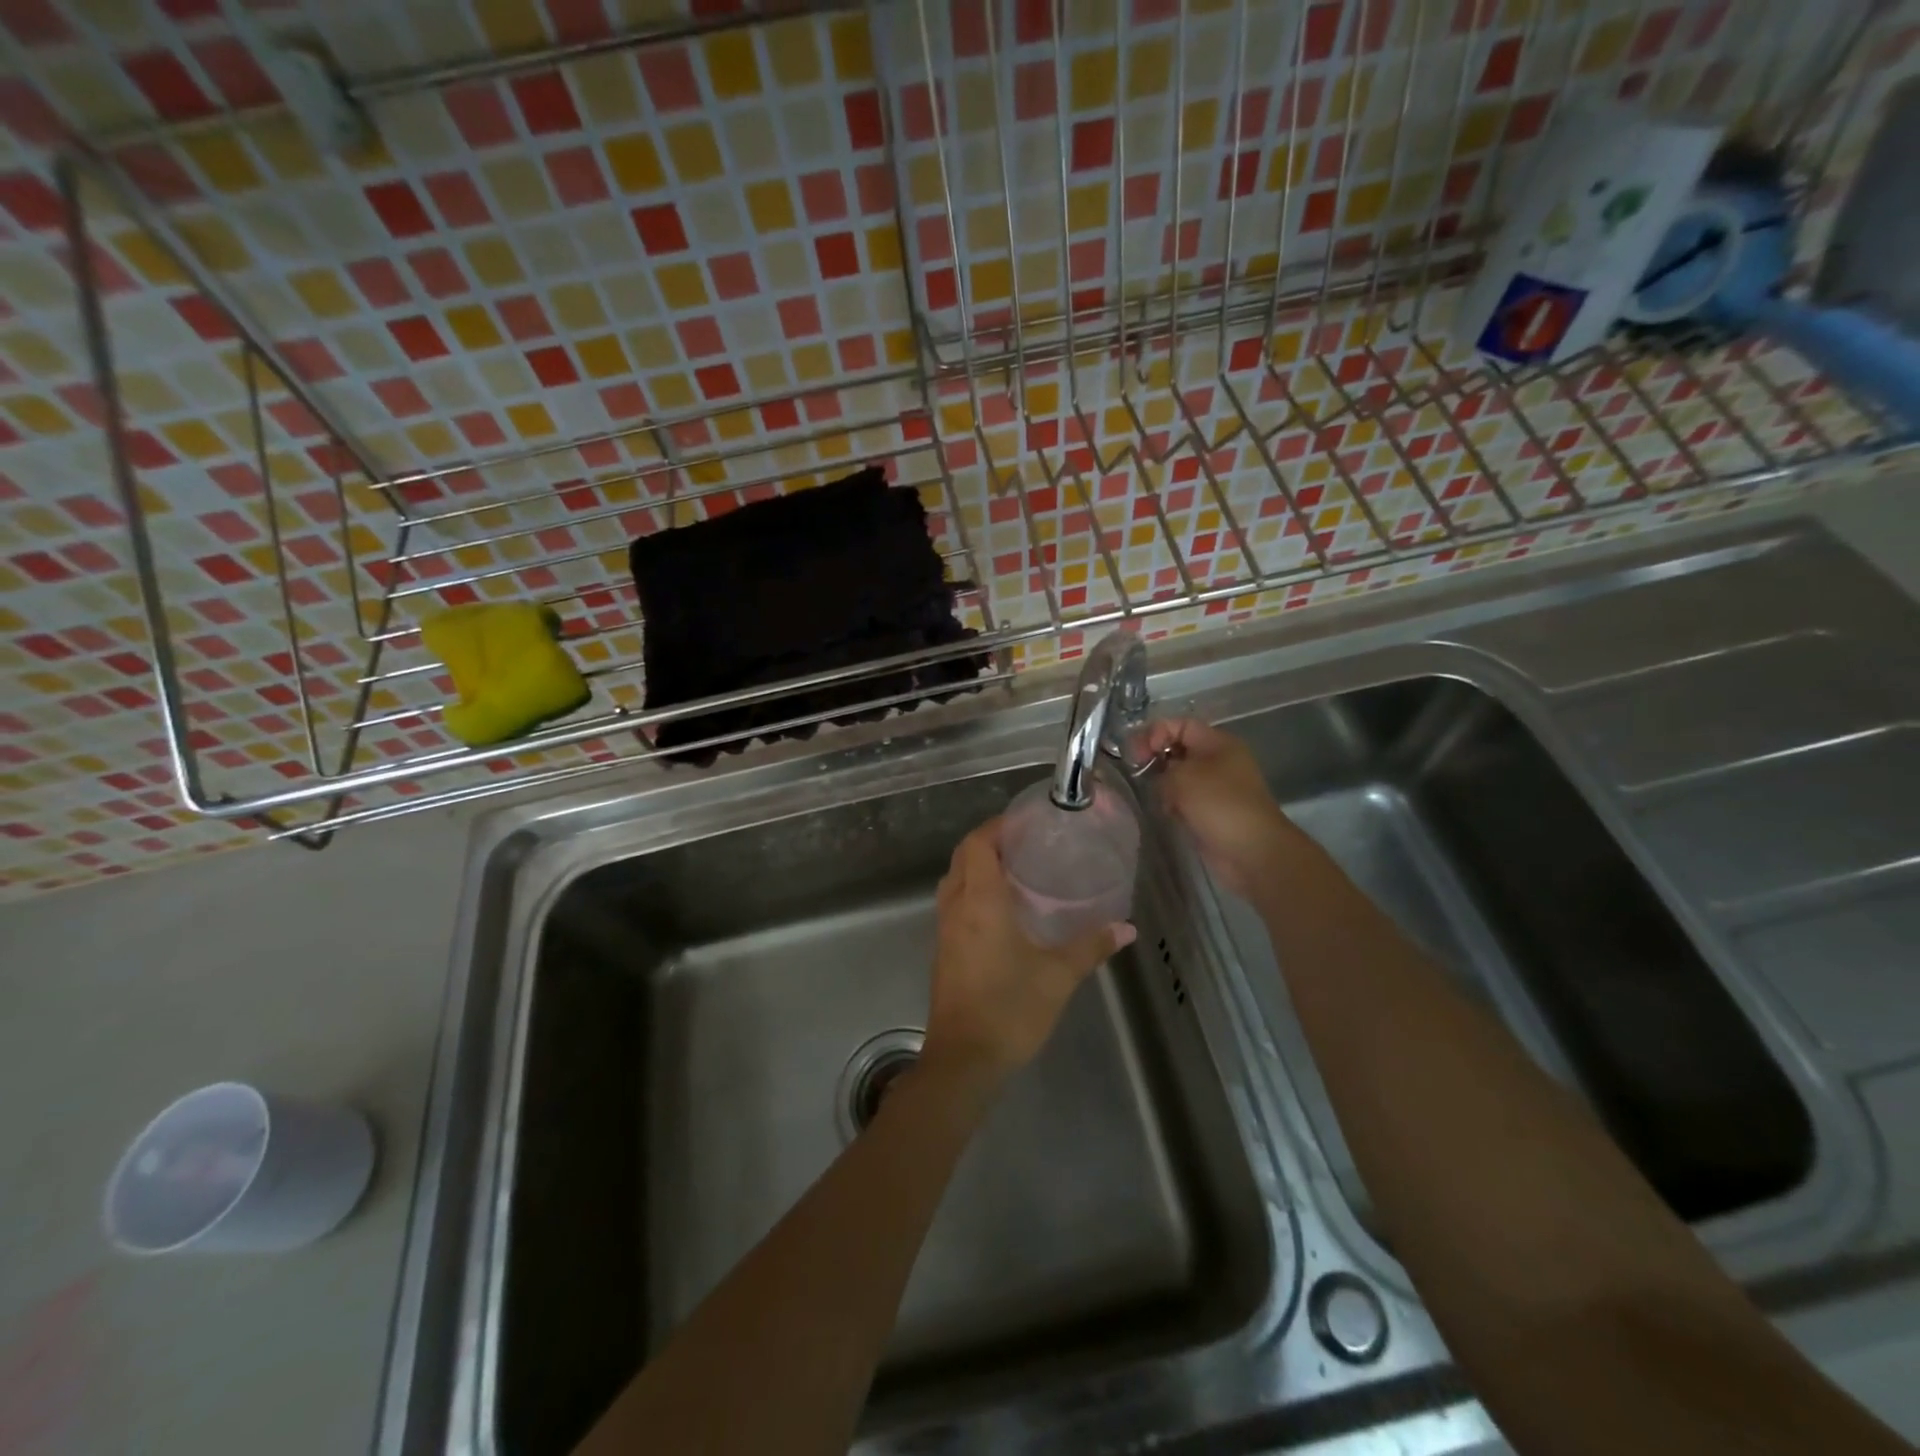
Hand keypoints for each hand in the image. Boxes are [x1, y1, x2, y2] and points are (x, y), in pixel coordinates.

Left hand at [922, 818, 1134, 1088]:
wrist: (964, 1060)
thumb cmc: (1010, 1009)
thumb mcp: (1058, 976)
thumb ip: (1091, 947)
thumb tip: (1126, 928)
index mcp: (980, 902)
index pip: (978, 844)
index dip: (997, 826)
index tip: (1025, 822)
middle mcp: (956, 908)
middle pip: (962, 856)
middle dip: (988, 841)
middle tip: (1025, 842)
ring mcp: (945, 930)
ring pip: (954, 880)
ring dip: (977, 866)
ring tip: (1016, 868)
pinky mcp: (944, 950)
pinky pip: (954, 904)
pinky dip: (972, 891)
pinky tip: (1002, 908)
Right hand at [1144, 718, 1307, 899]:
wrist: (1251, 851)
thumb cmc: (1219, 805)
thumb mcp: (1183, 777)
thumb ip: (1161, 767)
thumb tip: (1158, 778)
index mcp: (1218, 743)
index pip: (1180, 724)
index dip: (1156, 733)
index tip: (1139, 754)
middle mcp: (1218, 760)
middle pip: (1178, 749)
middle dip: (1156, 759)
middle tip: (1138, 773)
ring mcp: (1215, 787)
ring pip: (1178, 776)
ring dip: (1163, 785)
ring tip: (1156, 797)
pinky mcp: (1210, 810)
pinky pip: (1184, 799)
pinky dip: (1172, 803)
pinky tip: (1168, 813)